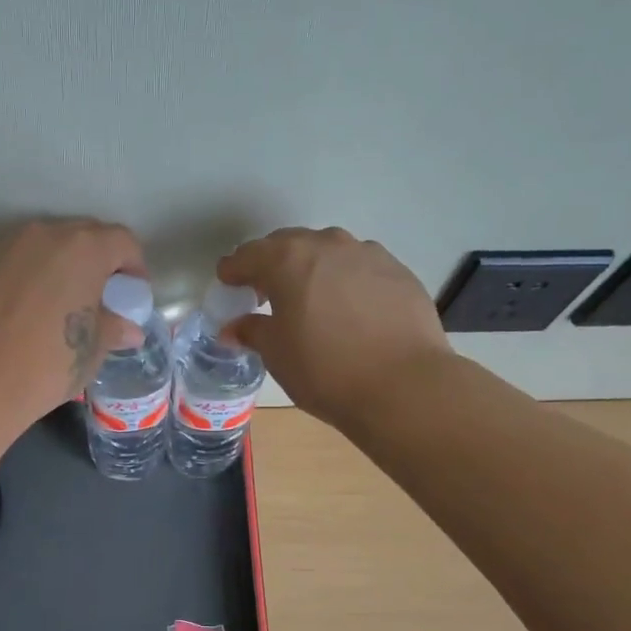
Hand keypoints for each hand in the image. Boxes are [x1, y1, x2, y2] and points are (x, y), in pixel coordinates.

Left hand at [0, 218, 146, 424]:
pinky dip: (34, 275)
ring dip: (64, 266)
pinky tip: (32, 309)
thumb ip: (113, 329)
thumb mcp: (91, 351)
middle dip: (100, 262)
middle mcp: (46, 234)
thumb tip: (128, 329)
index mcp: (84, 248)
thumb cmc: (46, 364)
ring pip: (48, 245)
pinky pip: (20, 260)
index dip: (134, 267)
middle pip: (85, 236)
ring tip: (65, 304)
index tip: (132, 296)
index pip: (122, 242)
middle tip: (102, 299)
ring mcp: (8, 245)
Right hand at [218, 227, 454, 426]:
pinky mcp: (398, 272)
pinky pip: (359, 268)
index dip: (234, 270)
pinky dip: (344, 281)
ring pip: (329, 252)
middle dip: (272, 264)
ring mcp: (368, 254)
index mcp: (288, 260)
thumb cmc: (324, 369)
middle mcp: (328, 245)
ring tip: (309, 298)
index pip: (249, 255)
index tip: (227, 282)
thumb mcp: (276, 354)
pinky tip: (347, 309)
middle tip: (265, 291)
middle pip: (289, 245)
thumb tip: (235, 327)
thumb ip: (252, 331)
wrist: (403, 386)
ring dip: (311, 268)